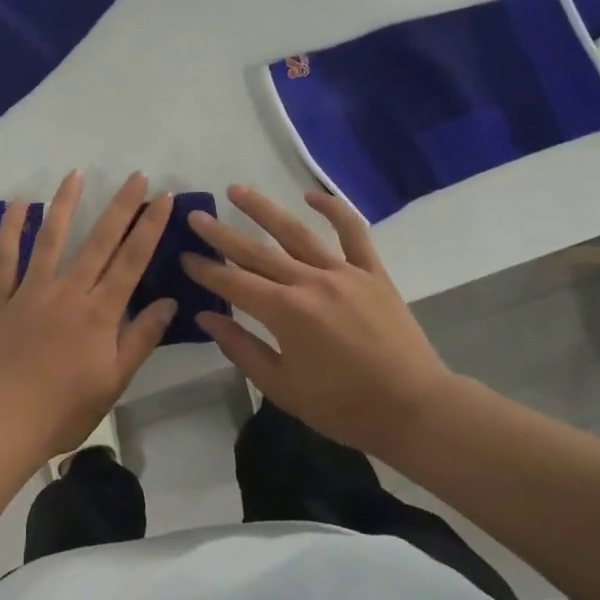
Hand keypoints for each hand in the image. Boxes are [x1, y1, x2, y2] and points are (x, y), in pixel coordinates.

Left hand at [0, 171, 176, 459]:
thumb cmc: (63, 410)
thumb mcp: (113, 381)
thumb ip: (141, 338)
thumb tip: (169, 301)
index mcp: (98, 313)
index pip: (132, 260)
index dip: (150, 226)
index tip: (164, 197)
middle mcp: (67, 291)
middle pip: (99, 240)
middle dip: (121, 206)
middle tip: (136, 174)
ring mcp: (29, 290)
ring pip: (50, 238)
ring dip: (65, 203)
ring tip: (76, 174)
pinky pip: (4, 256)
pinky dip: (10, 227)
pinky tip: (18, 202)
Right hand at [181, 185, 453, 460]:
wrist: (415, 409)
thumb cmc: (344, 407)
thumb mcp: (283, 387)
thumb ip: (241, 348)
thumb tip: (206, 317)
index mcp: (286, 313)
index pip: (234, 282)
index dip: (205, 269)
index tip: (184, 255)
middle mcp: (310, 282)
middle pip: (257, 251)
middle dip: (222, 234)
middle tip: (196, 216)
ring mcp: (344, 272)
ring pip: (296, 232)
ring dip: (264, 209)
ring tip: (237, 190)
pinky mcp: (372, 272)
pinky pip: (353, 233)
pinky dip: (334, 209)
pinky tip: (311, 195)